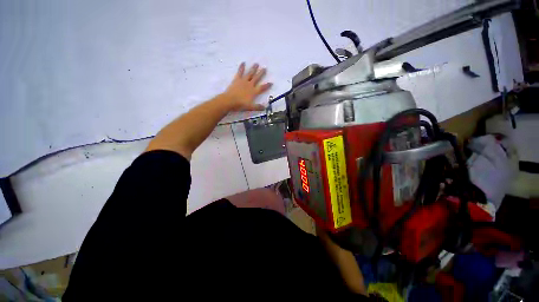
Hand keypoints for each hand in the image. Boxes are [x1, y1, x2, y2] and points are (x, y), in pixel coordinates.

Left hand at [223, 63, 272, 110]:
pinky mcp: (237, 79)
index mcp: (254, 92)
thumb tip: (265, 107)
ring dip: (253, 69)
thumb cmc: (240, 105)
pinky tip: (243, 63)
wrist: (230, 100)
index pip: (262, 87)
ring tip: (256, 63)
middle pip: (257, 78)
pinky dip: (241, 67)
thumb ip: (258, 107)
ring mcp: (243, 81)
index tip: (271, 82)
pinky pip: (240, 72)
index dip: (267, 85)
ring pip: (250, 73)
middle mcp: (250, 85)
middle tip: (265, 68)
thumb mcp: (250, 107)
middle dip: (261, 73)